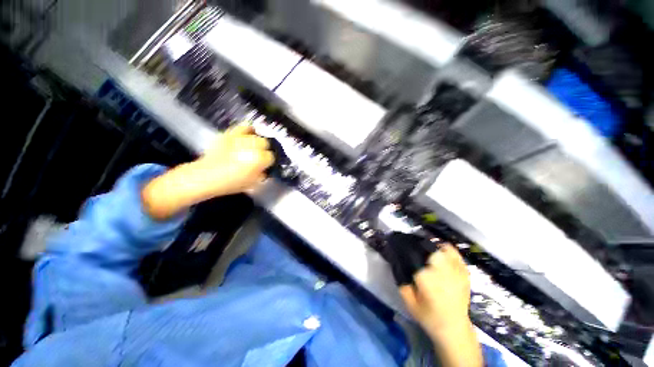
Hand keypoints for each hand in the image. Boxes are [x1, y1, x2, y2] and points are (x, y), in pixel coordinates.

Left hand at [142, 124, 273, 219]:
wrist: (204, 177)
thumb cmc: (230, 183)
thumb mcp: (252, 184)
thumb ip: (262, 175)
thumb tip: (265, 169)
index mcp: (258, 159)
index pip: (271, 156)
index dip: (269, 162)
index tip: (266, 165)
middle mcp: (251, 146)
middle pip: (265, 143)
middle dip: (264, 150)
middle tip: (259, 156)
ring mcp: (239, 139)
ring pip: (256, 136)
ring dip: (257, 142)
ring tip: (254, 147)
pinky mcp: (229, 134)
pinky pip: (243, 127)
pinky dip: (248, 130)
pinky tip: (249, 135)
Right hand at [399, 245, 483, 366]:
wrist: (453, 328)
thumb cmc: (428, 315)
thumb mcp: (408, 300)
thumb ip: (401, 280)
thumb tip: (396, 261)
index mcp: (425, 277)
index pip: (411, 253)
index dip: (403, 246)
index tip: (396, 243)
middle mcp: (440, 269)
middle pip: (426, 247)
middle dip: (417, 245)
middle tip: (412, 248)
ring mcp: (454, 269)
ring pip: (440, 247)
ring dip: (430, 246)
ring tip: (424, 249)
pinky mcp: (463, 271)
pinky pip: (453, 252)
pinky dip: (445, 248)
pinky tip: (439, 251)